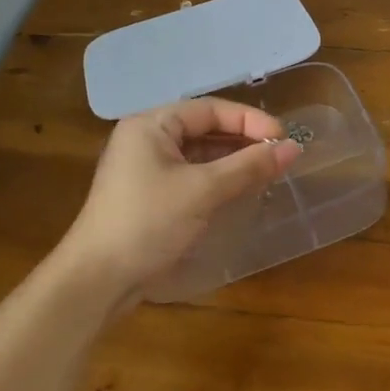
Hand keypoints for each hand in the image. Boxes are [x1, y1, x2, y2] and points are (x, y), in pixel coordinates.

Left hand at [64, 98, 301, 304]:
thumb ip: (249, 166)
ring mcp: (145, 168)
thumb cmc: (148, 223)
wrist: (96, 281)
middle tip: (279, 154)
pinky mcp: (149, 195)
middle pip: (204, 128)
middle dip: (243, 139)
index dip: (249, 120)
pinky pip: (191, 174)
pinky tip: (241, 189)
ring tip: (268, 170)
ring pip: (199, 153)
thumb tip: (293, 148)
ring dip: (233, 160)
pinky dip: (217, 178)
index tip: (283, 138)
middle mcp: (146, 138)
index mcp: (151, 124)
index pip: (210, 109)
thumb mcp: (203, 190)